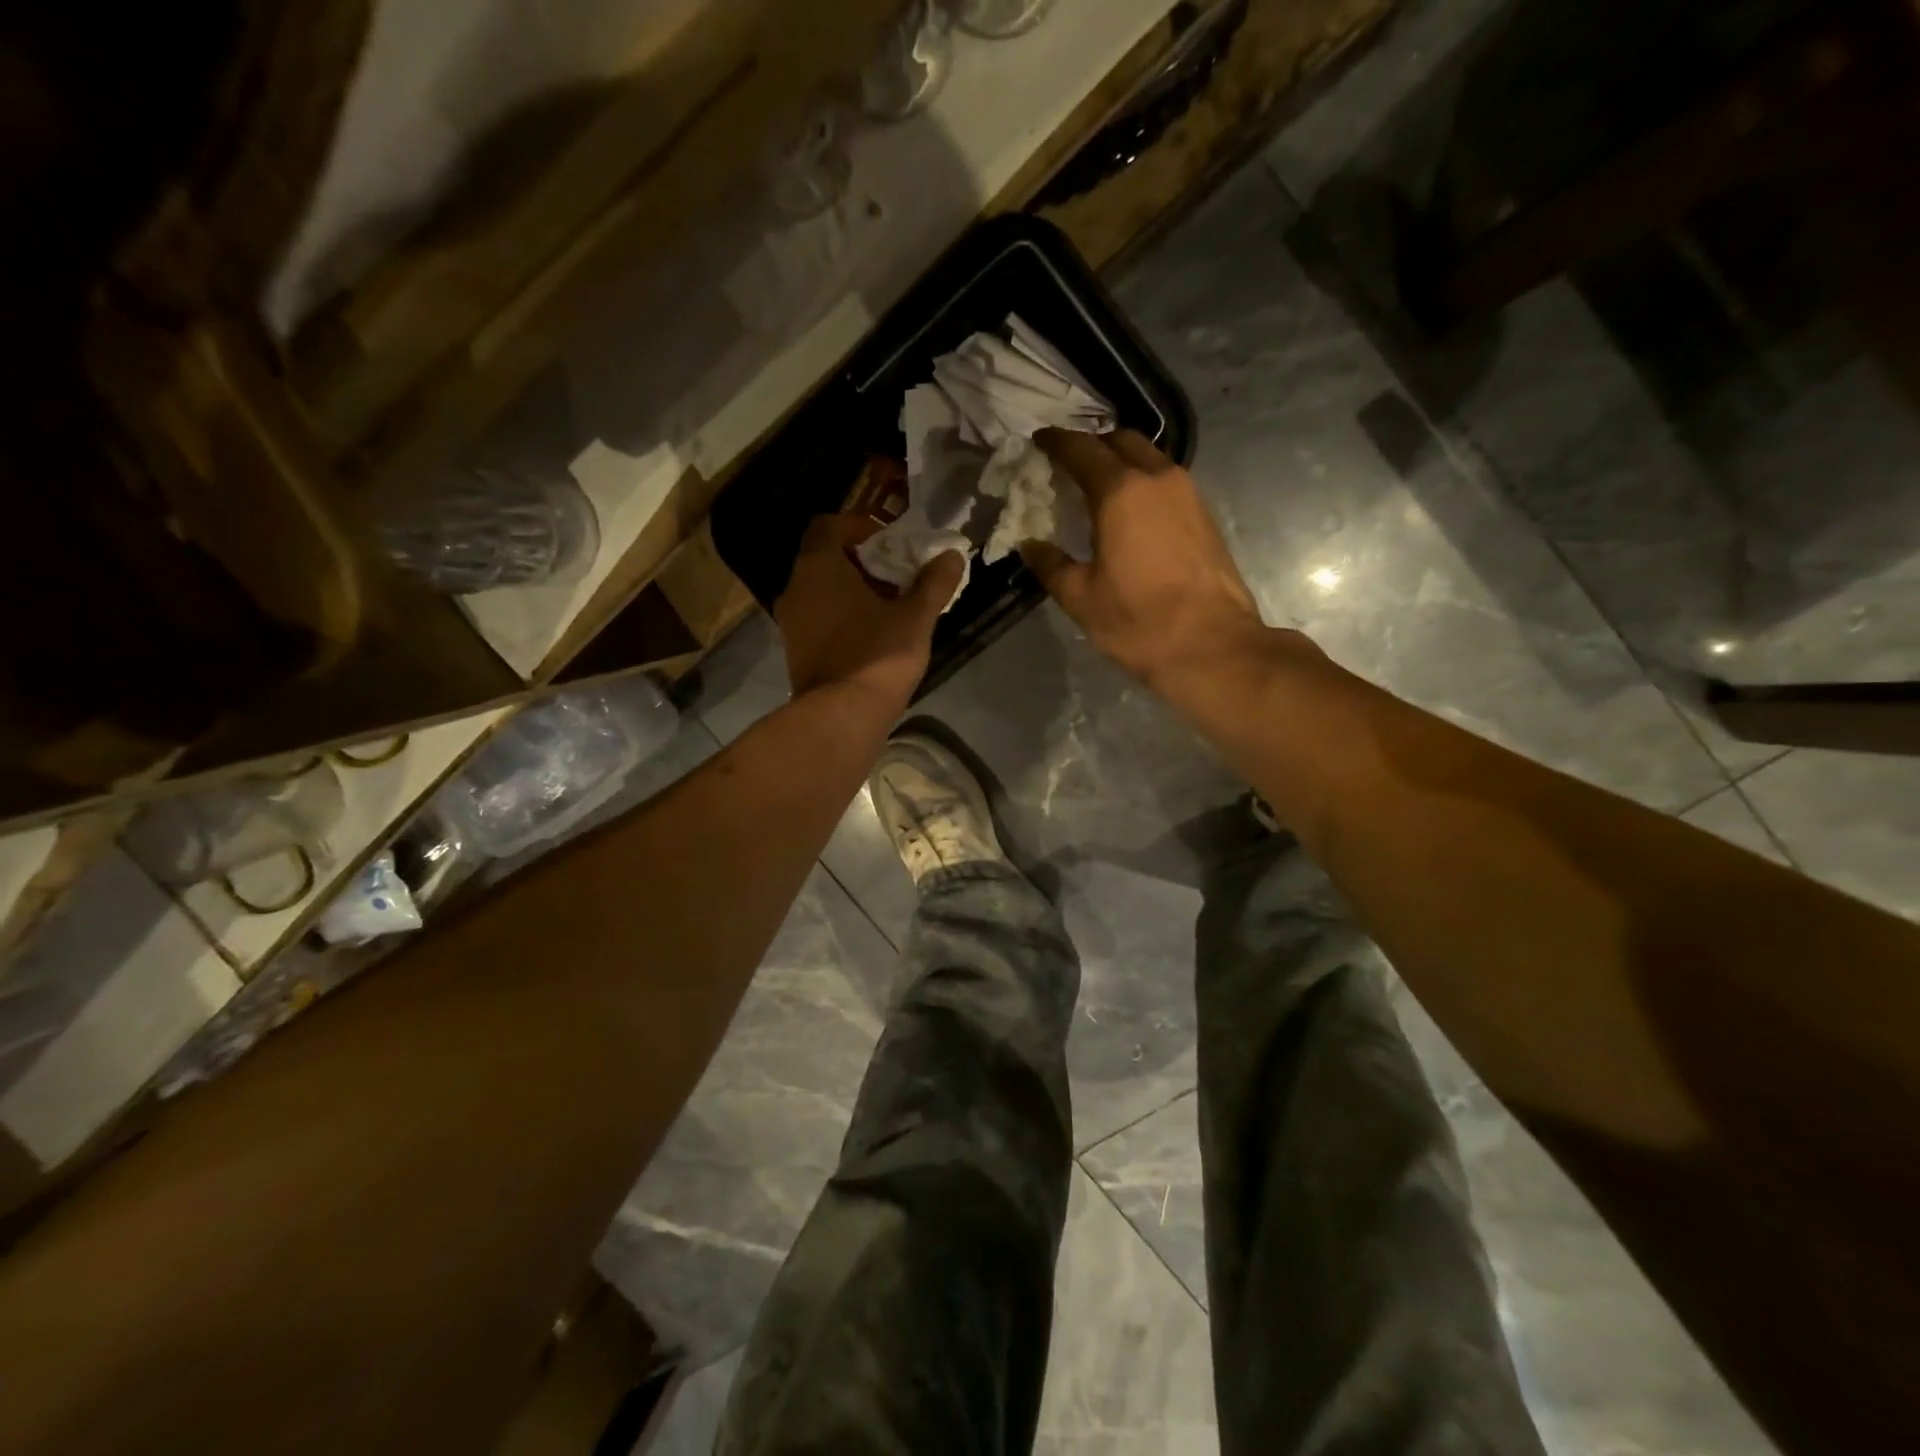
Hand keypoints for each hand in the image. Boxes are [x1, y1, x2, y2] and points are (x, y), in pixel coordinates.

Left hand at [774, 514, 964, 708]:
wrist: (841, 716)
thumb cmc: (877, 655)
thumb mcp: (915, 616)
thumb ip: (934, 582)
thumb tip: (952, 555)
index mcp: (818, 567)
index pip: (829, 525)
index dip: (861, 527)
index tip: (891, 544)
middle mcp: (796, 588)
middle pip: (826, 558)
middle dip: (863, 562)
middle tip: (898, 576)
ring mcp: (791, 621)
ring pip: (821, 590)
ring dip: (853, 590)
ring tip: (890, 606)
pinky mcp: (795, 650)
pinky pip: (818, 617)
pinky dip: (841, 615)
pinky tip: (872, 634)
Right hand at [1022, 430, 1284, 692]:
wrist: (1212, 646)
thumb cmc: (1138, 622)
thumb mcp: (1080, 597)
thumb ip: (1050, 564)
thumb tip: (1029, 544)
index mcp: (1120, 492)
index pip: (1081, 449)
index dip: (1055, 442)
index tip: (1038, 443)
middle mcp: (1157, 479)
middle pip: (1120, 441)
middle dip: (1092, 445)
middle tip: (1068, 464)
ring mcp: (1188, 493)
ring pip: (1149, 457)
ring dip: (1121, 461)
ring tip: (1097, 486)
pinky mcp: (1205, 514)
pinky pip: (1167, 481)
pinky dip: (1143, 482)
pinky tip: (1131, 510)